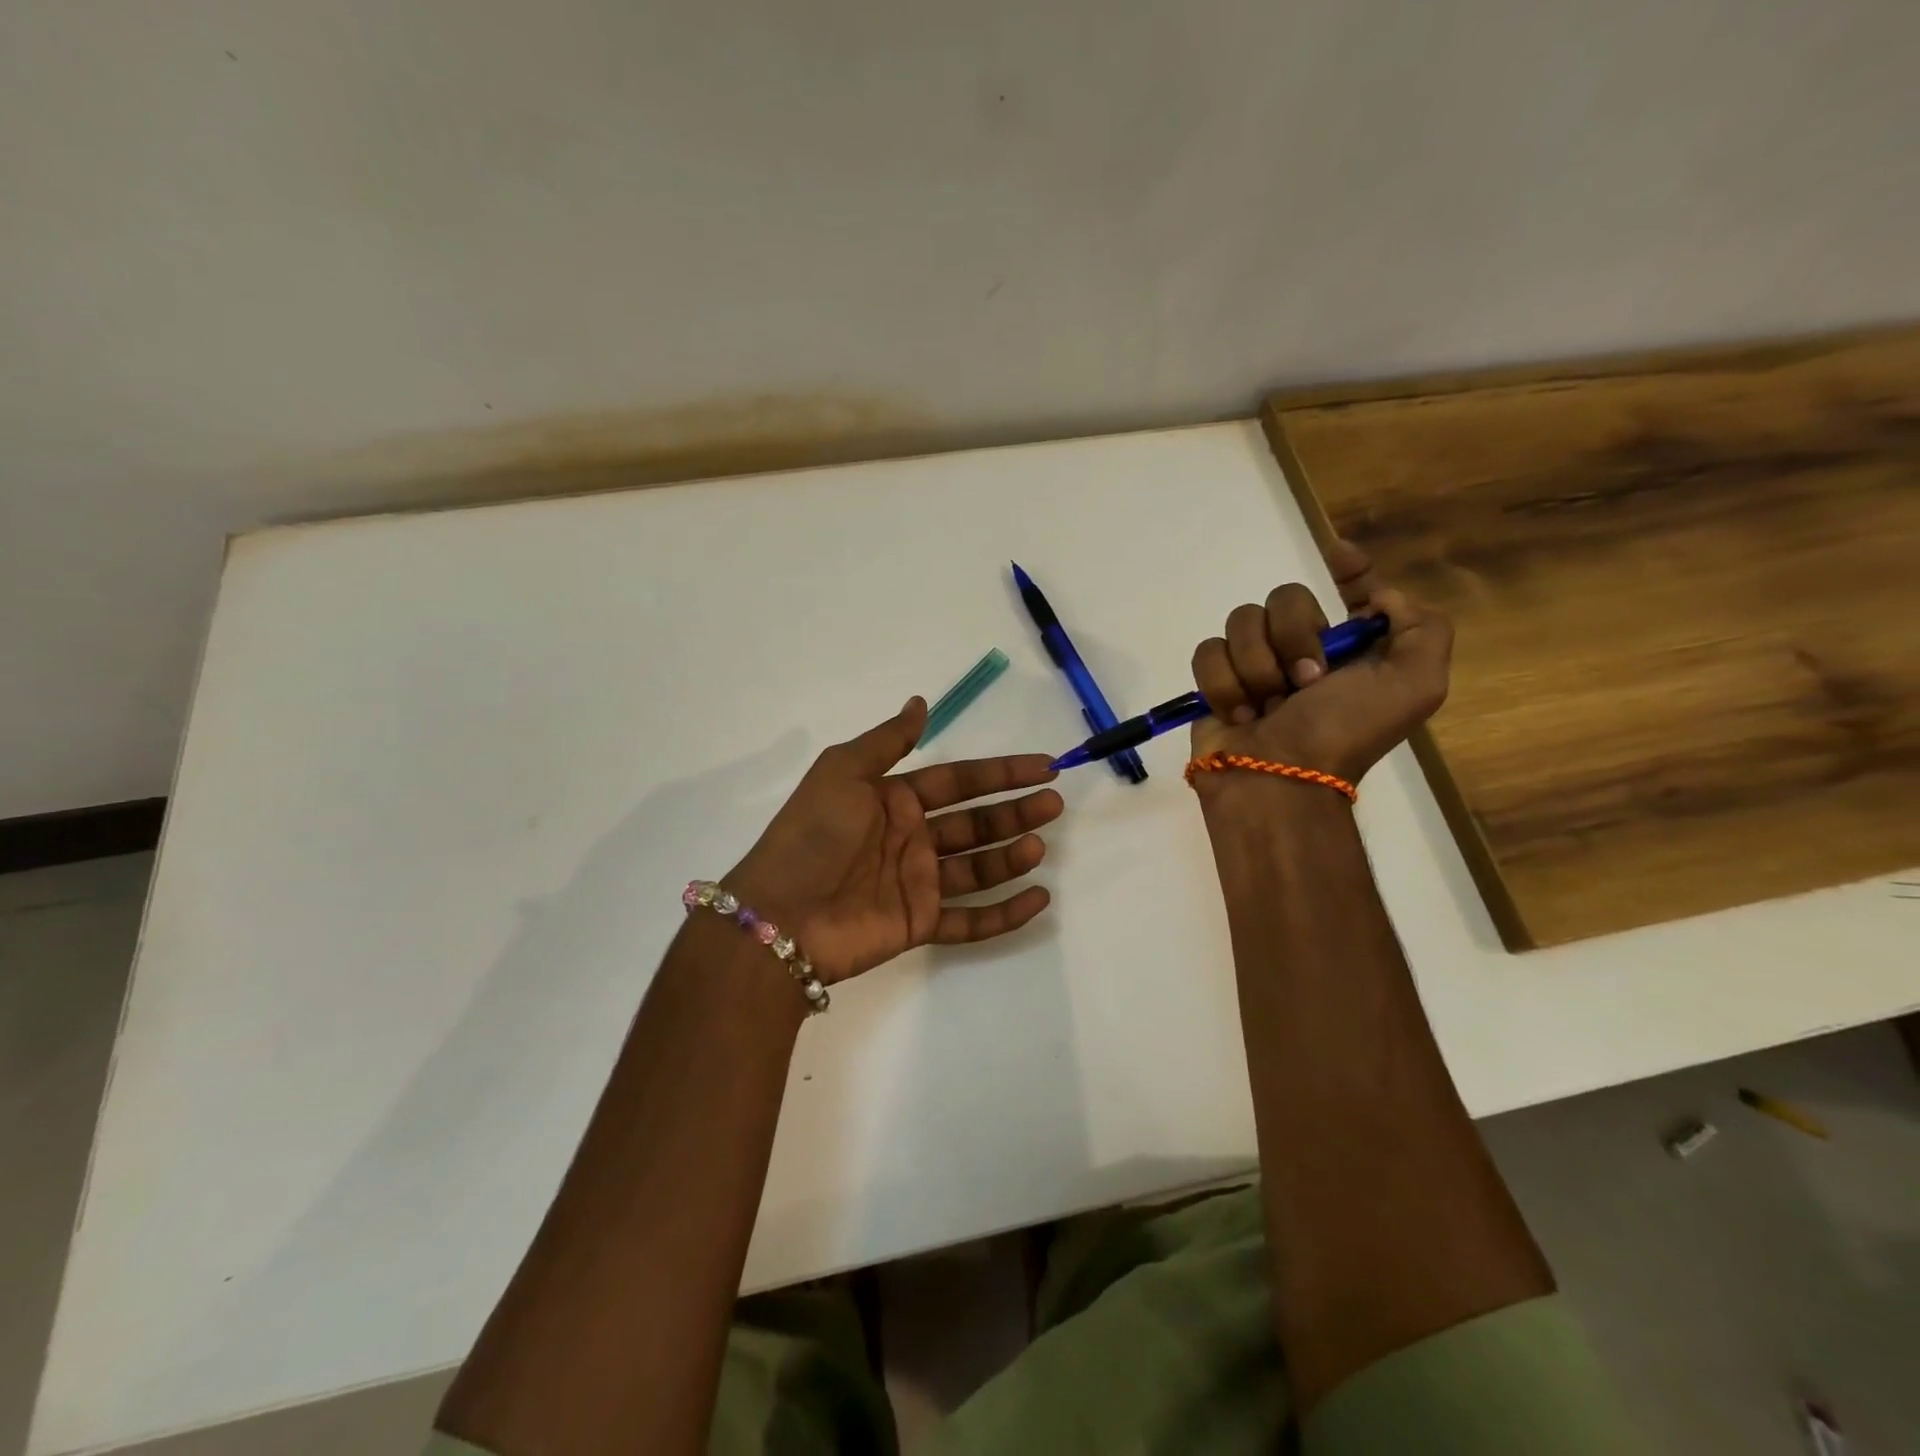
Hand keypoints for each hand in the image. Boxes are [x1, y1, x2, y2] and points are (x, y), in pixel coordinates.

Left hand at [725, 698, 1062, 983]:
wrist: (782, 914)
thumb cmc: (814, 834)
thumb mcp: (844, 771)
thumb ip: (887, 740)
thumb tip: (920, 702)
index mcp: (894, 799)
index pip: (959, 781)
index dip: (1001, 773)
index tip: (1044, 766)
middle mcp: (911, 838)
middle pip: (975, 823)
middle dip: (1014, 812)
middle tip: (1054, 804)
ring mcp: (918, 882)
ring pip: (978, 868)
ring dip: (1011, 857)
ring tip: (1038, 845)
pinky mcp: (919, 923)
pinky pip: (971, 919)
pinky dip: (1005, 913)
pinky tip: (1039, 900)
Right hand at [1189, 540, 1452, 785]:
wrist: (1278, 780)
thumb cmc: (1345, 732)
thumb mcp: (1415, 686)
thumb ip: (1422, 630)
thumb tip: (1378, 599)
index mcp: (1354, 649)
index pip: (1355, 593)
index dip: (1351, 571)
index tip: (1339, 554)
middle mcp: (1305, 650)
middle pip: (1285, 597)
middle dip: (1293, 636)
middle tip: (1304, 682)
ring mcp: (1256, 664)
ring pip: (1241, 621)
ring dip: (1256, 666)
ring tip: (1268, 706)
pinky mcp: (1217, 681)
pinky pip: (1208, 651)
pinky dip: (1224, 685)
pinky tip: (1241, 714)